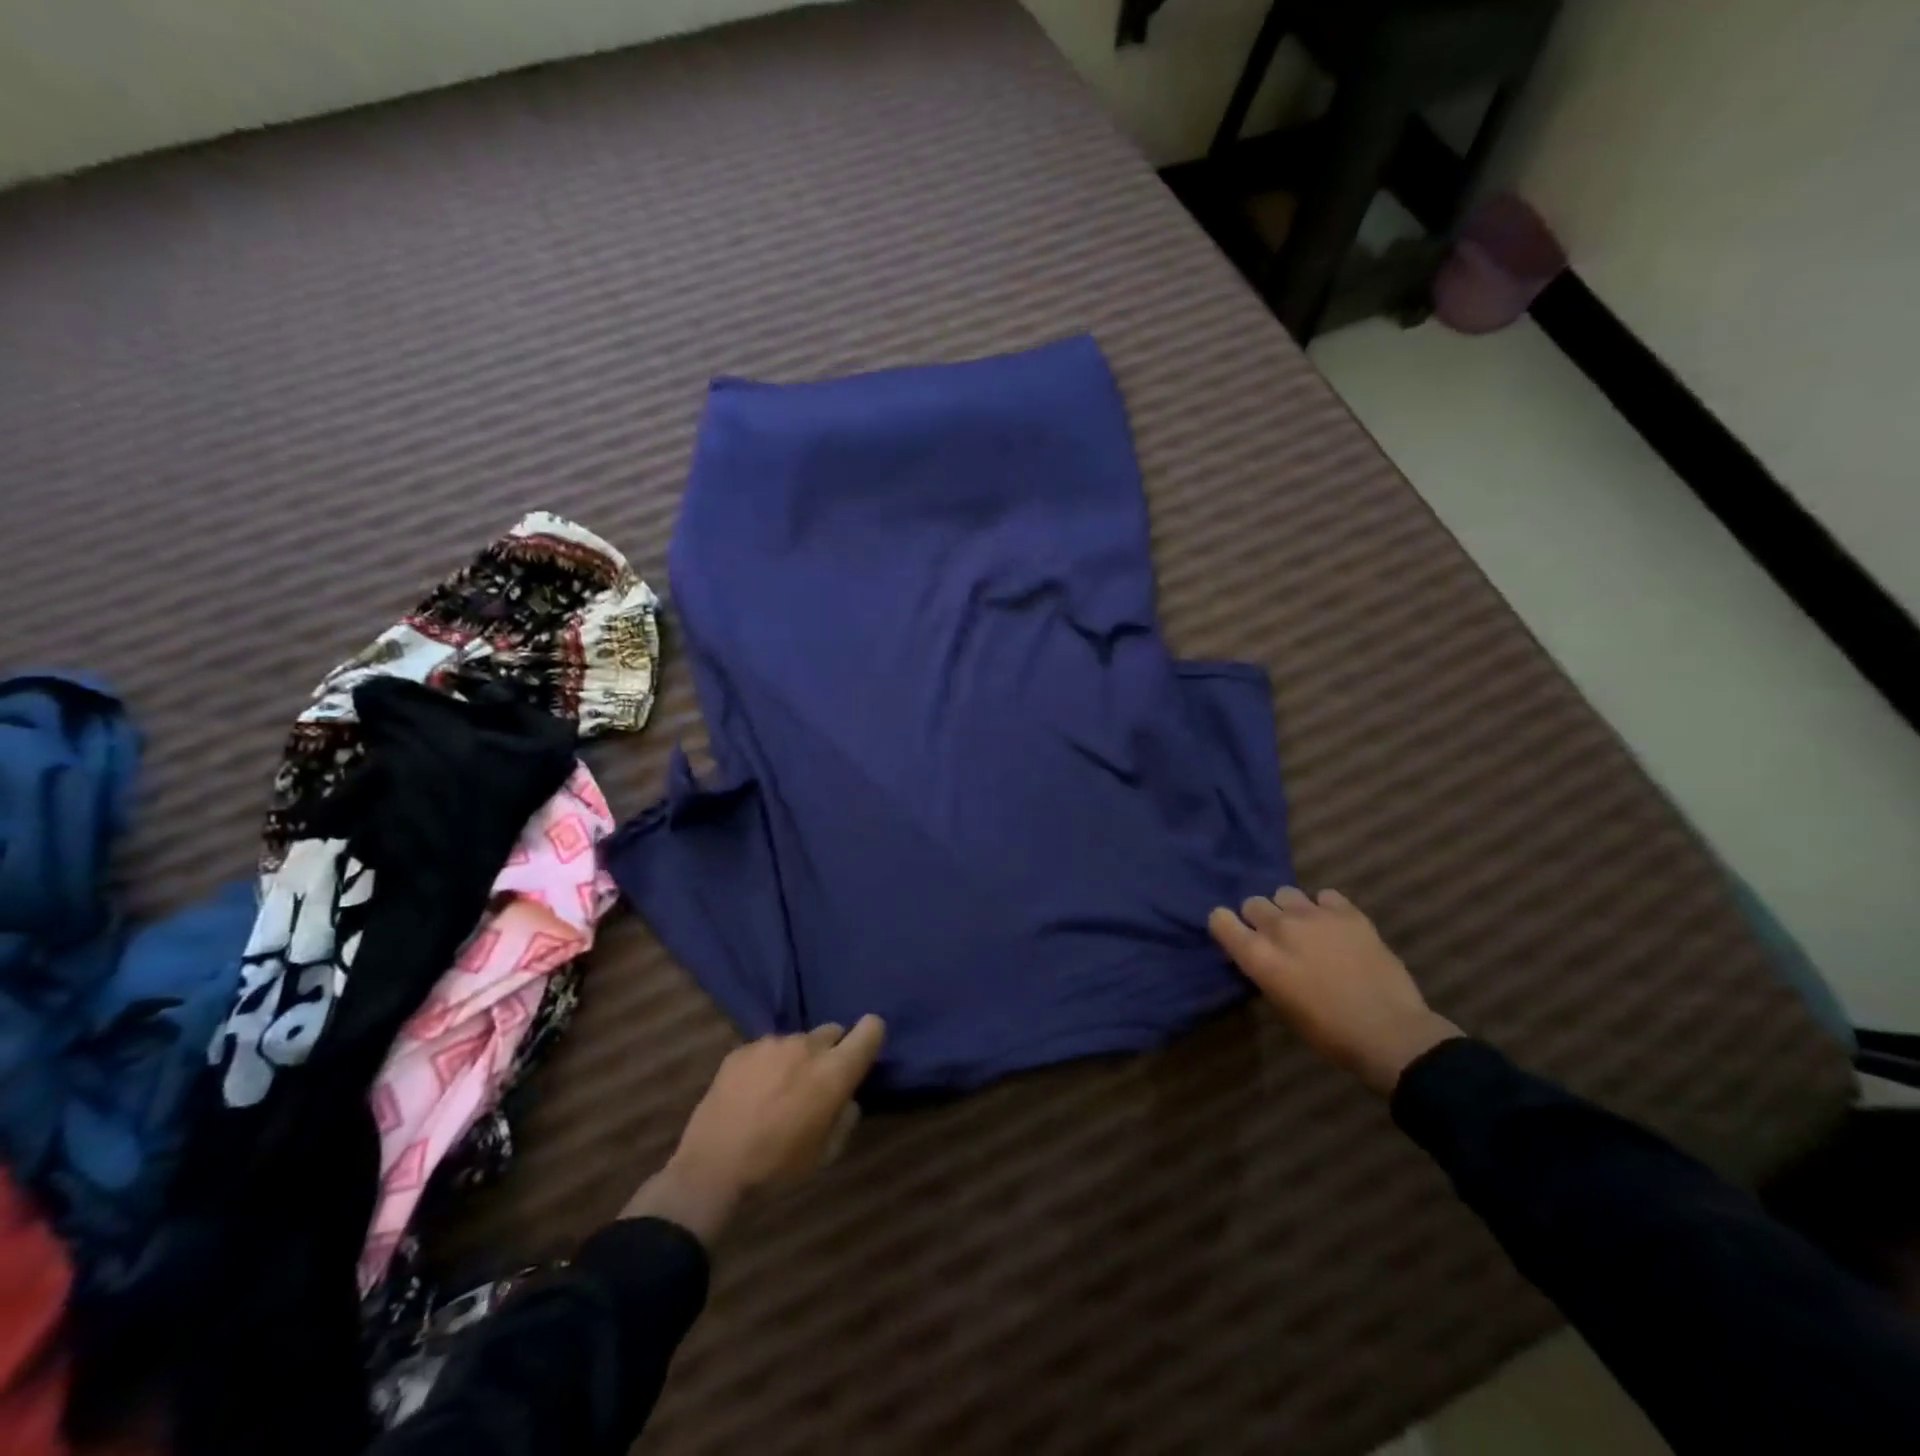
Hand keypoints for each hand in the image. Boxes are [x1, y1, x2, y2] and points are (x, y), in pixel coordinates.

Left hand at [624, 1017, 885, 1243]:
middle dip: (831, 1052)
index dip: (870, 1037)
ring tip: (778, 1092)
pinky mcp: (742, 1049)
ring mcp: (772, 1043)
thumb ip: (845, 1117)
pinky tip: (752, 1093)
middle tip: (816, 1084)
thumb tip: (845, 1098)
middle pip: (833, 1031)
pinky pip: (767, 1049)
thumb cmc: (777, 1167)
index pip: (870, 1028)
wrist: (712, 1168)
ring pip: (798, 1041)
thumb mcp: (825, 1154)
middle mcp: (807, 1046)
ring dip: (797, 1059)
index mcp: (835, 1070)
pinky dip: (768, 1065)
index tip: (861, 1056)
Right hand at [1209, 888, 1459, 1094]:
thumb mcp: (1282, 1005)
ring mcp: (1314, 915)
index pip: (1220, 920)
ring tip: (1306, 928)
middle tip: (1276, 938)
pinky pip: (1323, 895)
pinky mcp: (1347, 912)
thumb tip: (1261, 955)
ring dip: (1289, 909)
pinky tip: (1334, 926)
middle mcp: (1280, 928)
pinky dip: (1324, 907)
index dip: (1226, 926)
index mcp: (1259, 956)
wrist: (1390, 1033)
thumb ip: (1264, 970)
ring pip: (1285, 893)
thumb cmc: (1329, 1032)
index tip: (1237, 938)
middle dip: (1259, 918)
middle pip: (1252, 902)